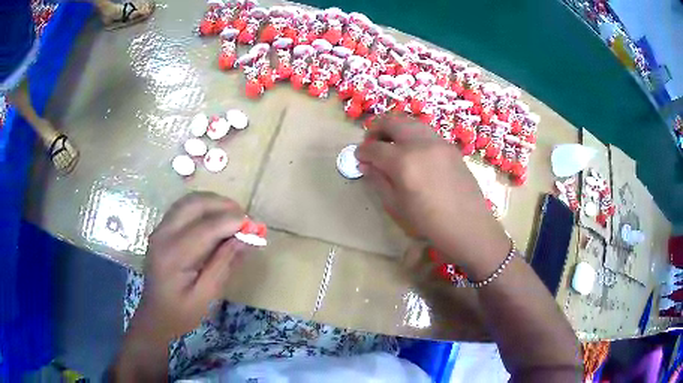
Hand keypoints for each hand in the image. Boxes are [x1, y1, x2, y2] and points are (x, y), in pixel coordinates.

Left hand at [133, 192, 247, 341]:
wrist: (155, 315)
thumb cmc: (181, 312)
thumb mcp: (206, 295)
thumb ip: (224, 264)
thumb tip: (246, 239)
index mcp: (174, 255)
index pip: (207, 227)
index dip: (233, 223)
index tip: (256, 227)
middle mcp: (164, 234)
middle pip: (195, 204)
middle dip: (223, 205)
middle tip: (245, 218)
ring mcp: (160, 230)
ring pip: (188, 201)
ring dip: (213, 203)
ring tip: (233, 217)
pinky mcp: (161, 230)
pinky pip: (183, 208)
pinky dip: (202, 208)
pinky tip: (215, 220)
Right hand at [356, 115, 509, 278]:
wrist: (468, 226)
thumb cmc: (429, 223)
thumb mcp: (396, 206)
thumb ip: (378, 181)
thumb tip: (366, 165)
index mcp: (403, 162)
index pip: (374, 148)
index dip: (362, 151)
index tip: (358, 157)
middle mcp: (420, 143)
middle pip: (392, 122)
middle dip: (376, 129)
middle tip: (372, 144)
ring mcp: (438, 142)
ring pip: (410, 122)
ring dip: (396, 128)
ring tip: (391, 144)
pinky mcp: (450, 146)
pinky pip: (426, 131)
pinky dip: (413, 135)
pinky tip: (412, 151)